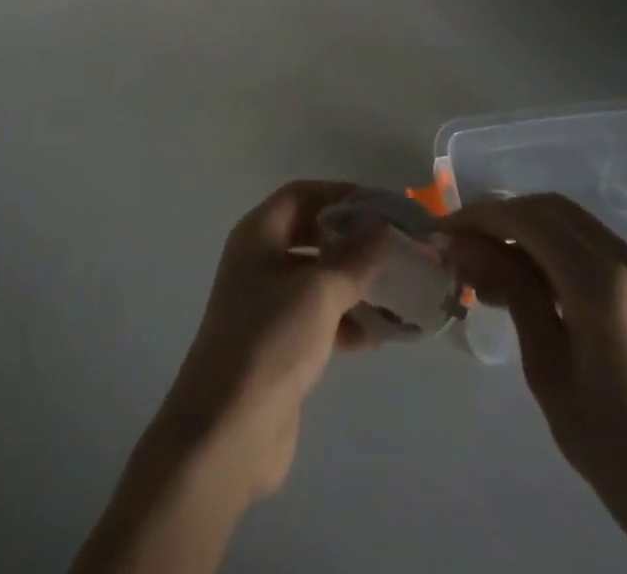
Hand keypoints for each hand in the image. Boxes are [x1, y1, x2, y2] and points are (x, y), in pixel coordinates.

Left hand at [157, 180, 386, 500]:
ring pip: (318, 278)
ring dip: (355, 282)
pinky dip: (347, 319)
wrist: (226, 432)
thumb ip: (353, 257)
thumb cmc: (270, 342)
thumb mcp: (318, 292)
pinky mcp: (279, 344)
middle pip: (311, 234)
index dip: (340, 194)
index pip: (302, 195)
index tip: (382, 206)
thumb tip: (379, 226)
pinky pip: (319, 317)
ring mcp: (267, 304)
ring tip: (399, 291)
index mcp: (258, 235)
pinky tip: (382, 334)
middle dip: (352, 239)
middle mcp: (259, 261)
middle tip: (395, 247)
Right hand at [445, 195, 626, 573]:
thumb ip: (511, 292)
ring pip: (573, 221)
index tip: (443, 232)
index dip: (480, 217)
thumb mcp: (548, 371)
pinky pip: (595, 244)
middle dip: (501, 217)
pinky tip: (534, 280)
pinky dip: (557, 246)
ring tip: (491, 266)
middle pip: (551, 209)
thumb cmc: (616, 448)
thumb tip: (465, 245)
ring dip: (527, 229)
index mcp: (603, 285)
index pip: (528, 220)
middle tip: (463, 245)